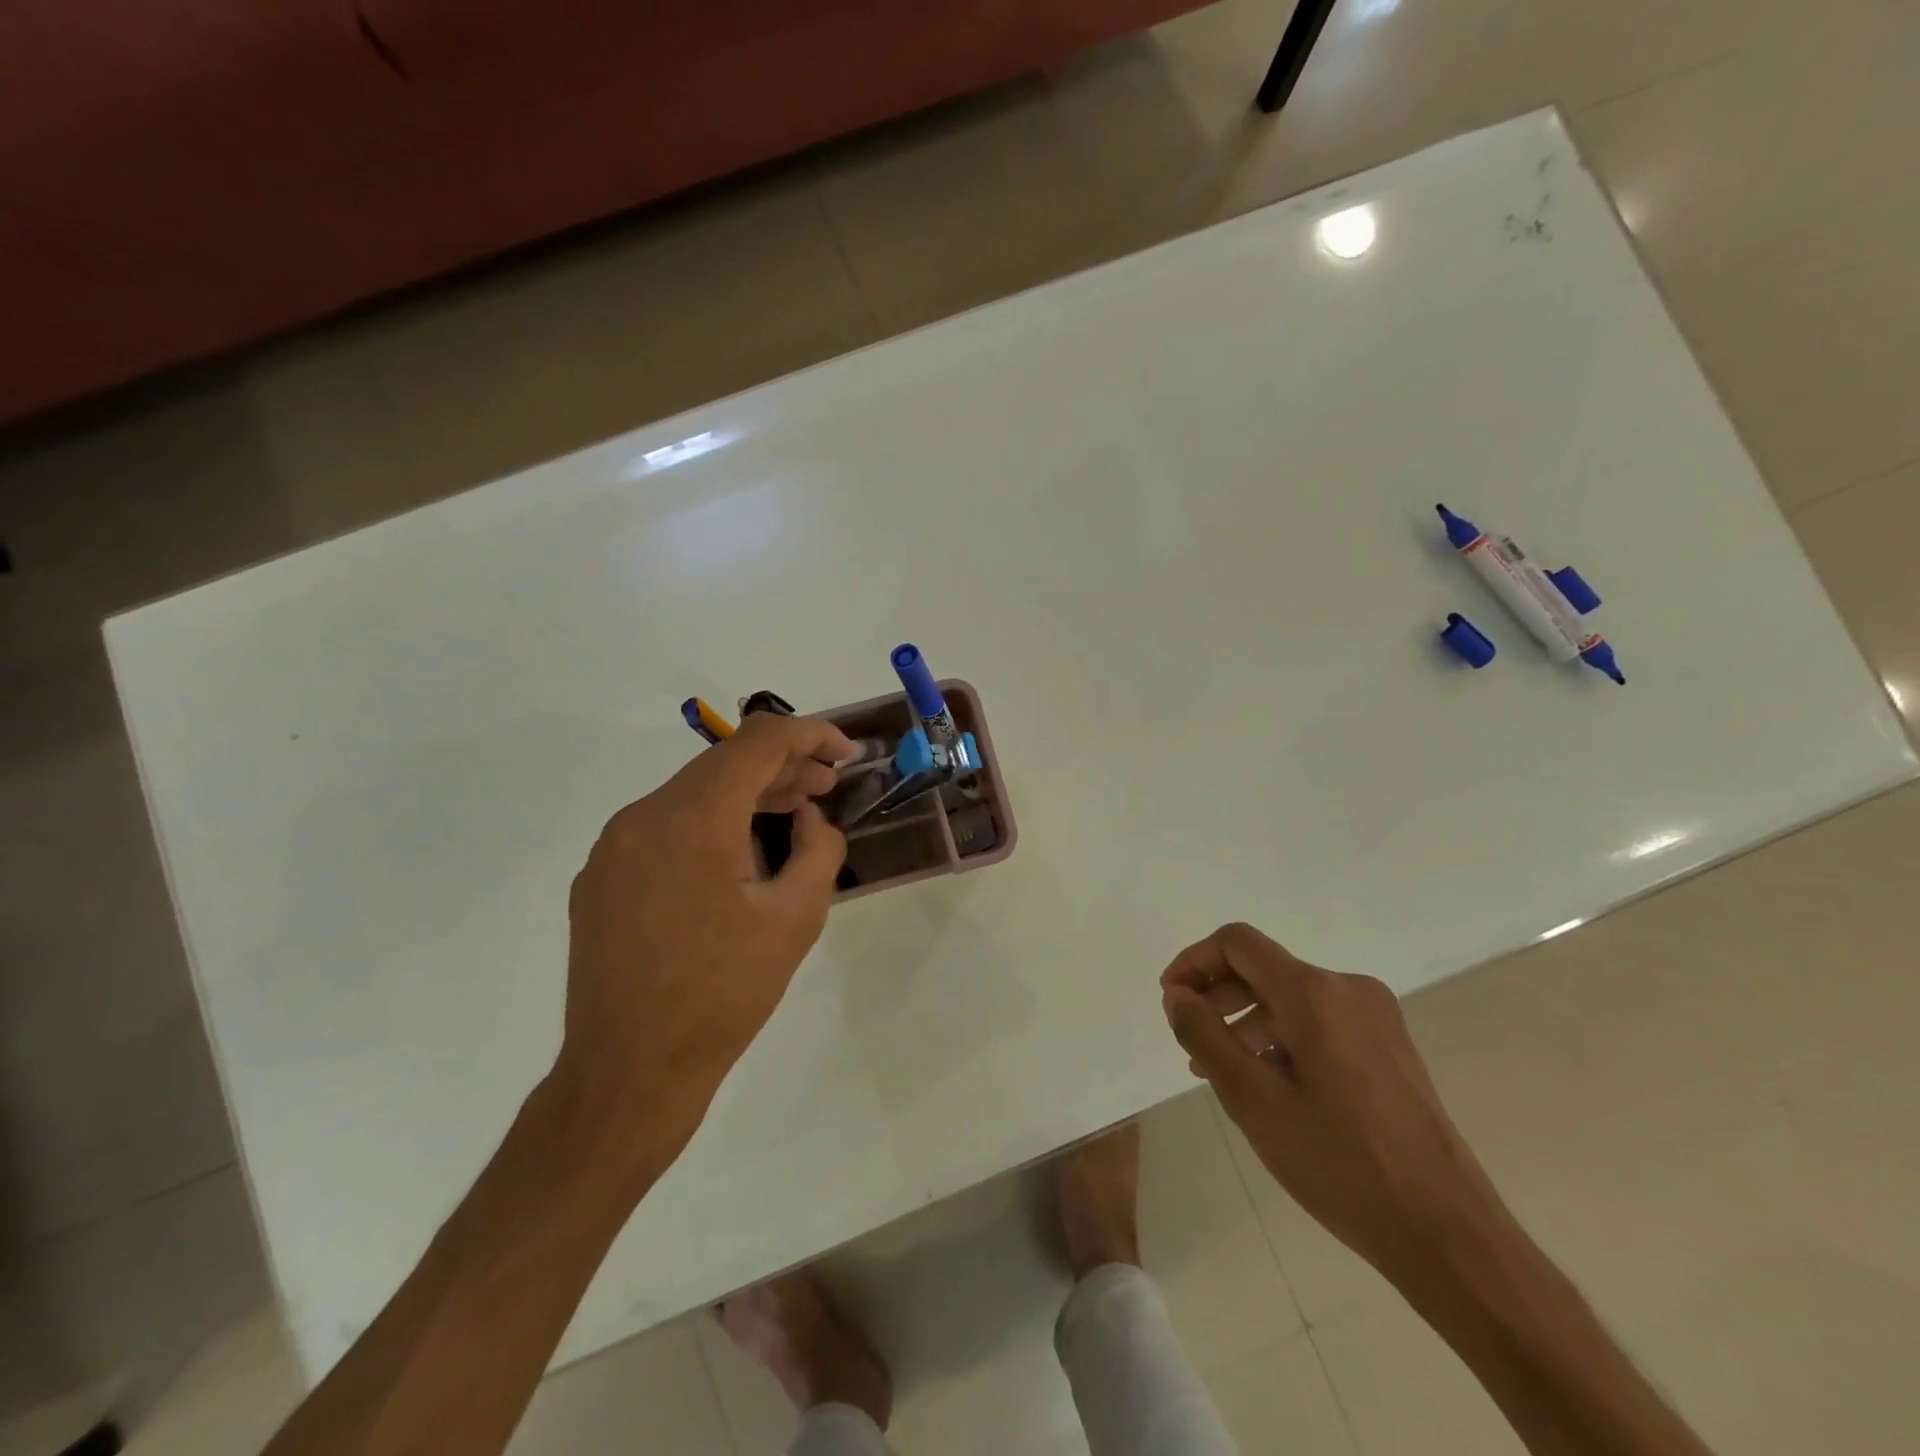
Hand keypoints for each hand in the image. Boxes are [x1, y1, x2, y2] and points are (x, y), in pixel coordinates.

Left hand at [552, 713, 855, 1182]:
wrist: (628, 1073)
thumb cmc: (723, 995)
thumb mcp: (796, 919)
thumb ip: (818, 849)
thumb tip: (810, 819)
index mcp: (693, 819)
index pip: (759, 741)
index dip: (811, 735)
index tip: (845, 754)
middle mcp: (644, 816)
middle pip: (724, 763)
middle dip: (783, 767)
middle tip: (826, 788)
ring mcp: (614, 847)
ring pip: (693, 794)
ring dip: (746, 796)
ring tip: (791, 815)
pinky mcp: (601, 877)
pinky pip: (665, 827)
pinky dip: (710, 824)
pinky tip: (736, 858)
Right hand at [1161, 924, 1509, 1291]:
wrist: (1448, 1235)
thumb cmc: (1340, 1164)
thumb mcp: (1252, 1099)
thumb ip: (1204, 1035)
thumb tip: (1178, 995)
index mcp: (1315, 993)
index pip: (1237, 943)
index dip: (1194, 962)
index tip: (1171, 1002)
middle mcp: (1348, 989)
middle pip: (1264, 968)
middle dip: (1217, 996)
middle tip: (1189, 1042)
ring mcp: (1376, 1017)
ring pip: (1291, 998)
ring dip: (1247, 1022)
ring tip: (1222, 1072)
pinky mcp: (1390, 1047)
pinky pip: (1319, 1021)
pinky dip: (1282, 1038)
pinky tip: (1270, 1085)